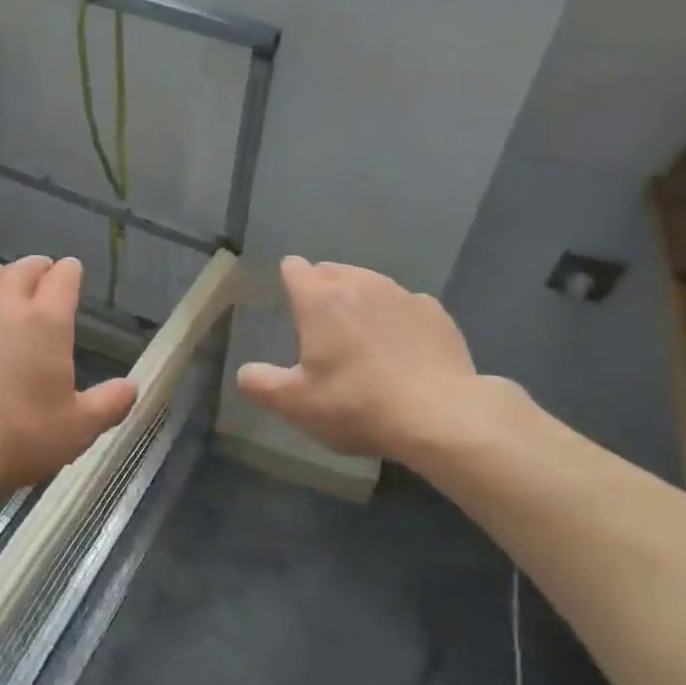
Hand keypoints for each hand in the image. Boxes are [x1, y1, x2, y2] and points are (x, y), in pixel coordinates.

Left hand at [0, 255, 137, 501]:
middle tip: (43, 274)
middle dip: (37, 267)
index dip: (70, 271)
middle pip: (21, 269)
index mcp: (47, 321)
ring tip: (4, 290)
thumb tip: (133, 387)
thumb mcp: (78, 429)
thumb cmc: (20, 436)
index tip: (73, 272)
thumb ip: (109, 404)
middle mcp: (4, 308)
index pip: (63, 277)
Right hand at [236, 256, 521, 469]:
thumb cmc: (358, 405)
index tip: (290, 306)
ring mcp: (401, 294)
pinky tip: (402, 349)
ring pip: (370, 283)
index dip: (289, 282)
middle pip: (332, 270)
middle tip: (322, 329)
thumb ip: (260, 384)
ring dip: (360, 301)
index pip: (294, 268)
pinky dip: (397, 318)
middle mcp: (360, 283)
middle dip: (323, 289)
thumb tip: (245, 373)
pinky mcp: (435, 311)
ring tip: (362, 338)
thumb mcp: (296, 404)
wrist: (440, 416)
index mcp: (320, 299)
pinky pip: (405, 304)